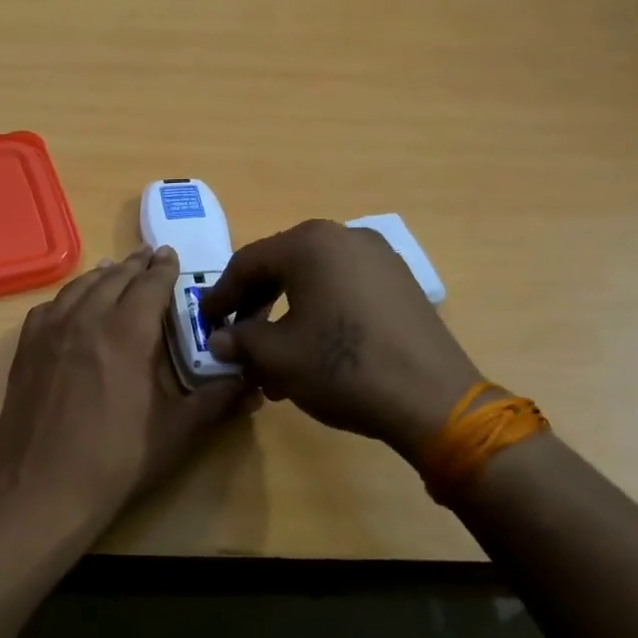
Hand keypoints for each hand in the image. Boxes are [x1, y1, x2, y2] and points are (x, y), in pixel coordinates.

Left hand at [0, 247, 252, 522]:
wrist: (44, 486)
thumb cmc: (117, 460)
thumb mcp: (177, 432)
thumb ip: (216, 401)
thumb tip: (254, 383)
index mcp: (128, 333)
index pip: (150, 285)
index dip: (163, 268)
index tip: (171, 255)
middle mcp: (87, 319)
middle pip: (115, 279)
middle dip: (135, 266)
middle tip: (149, 257)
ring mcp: (51, 331)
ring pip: (80, 288)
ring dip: (102, 276)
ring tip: (114, 270)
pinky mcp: (26, 348)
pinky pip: (49, 307)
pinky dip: (68, 296)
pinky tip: (72, 303)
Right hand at [199, 220, 483, 456]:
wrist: (433, 400)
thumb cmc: (343, 368)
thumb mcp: (277, 356)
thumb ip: (240, 340)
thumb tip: (219, 340)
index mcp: (309, 244)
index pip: (247, 263)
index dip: (220, 295)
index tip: (204, 321)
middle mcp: (344, 237)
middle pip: (281, 266)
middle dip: (253, 304)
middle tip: (236, 336)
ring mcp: (378, 258)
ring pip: (314, 280)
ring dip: (285, 313)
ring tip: (273, 355)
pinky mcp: (400, 283)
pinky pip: (344, 289)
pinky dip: (319, 312)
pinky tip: (312, 349)